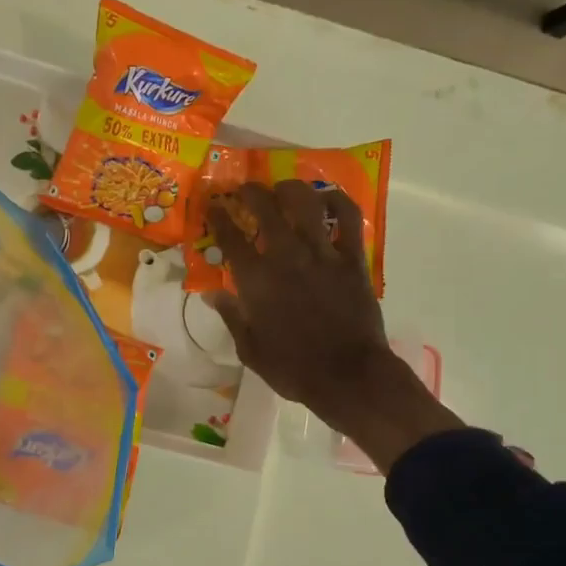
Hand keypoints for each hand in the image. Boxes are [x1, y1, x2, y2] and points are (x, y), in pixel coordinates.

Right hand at [208, 181, 464, 471]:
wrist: (348, 376)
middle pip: (265, 208)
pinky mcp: (352, 258)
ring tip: (283, 188)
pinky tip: (327, 198)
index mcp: (256, 280)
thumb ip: (232, 316)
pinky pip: (347, 218)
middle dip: (251, 192)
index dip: (218, 216)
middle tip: (245, 190)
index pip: (230, 237)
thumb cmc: (293, 369)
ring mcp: (322, 254)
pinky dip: (337, 201)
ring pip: (305, 203)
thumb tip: (212, 293)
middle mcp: (286, 257)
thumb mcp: (250, 349)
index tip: (213, 205)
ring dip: (290, 189)